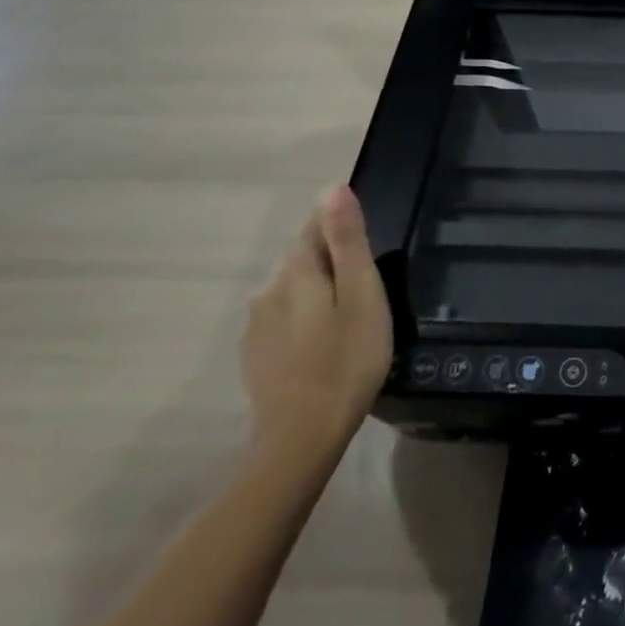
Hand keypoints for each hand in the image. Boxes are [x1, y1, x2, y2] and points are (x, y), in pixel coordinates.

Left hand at [242, 185, 392, 460]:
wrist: (301, 437)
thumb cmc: (347, 359)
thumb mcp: (362, 295)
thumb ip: (347, 241)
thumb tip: (333, 188)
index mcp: (297, 271)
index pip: (315, 227)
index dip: (341, 226)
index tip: (366, 244)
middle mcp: (267, 290)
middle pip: (303, 258)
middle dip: (332, 261)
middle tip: (368, 286)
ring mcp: (256, 325)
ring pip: (293, 290)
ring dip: (318, 292)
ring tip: (350, 316)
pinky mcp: (256, 354)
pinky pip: (284, 319)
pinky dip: (305, 320)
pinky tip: (325, 343)